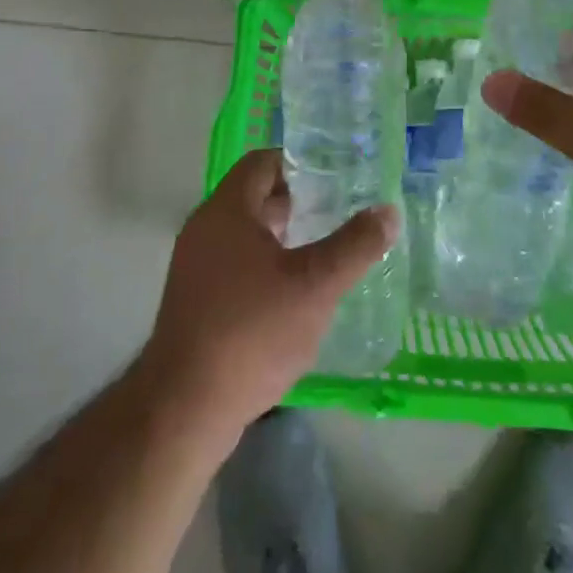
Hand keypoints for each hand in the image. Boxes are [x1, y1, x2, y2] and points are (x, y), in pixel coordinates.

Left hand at [140, 149, 397, 443]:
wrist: (184, 410)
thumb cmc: (251, 331)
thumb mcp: (315, 285)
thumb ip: (354, 245)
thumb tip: (388, 211)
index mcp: (227, 210)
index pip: (263, 162)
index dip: (299, 162)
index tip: (335, 176)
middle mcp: (205, 229)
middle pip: (254, 196)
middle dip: (297, 200)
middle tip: (339, 210)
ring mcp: (195, 267)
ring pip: (246, 233)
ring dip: (283, 235)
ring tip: (325, 249)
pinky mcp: (195, 301)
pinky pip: (235, 264)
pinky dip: (266, 265)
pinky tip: (295, 292)